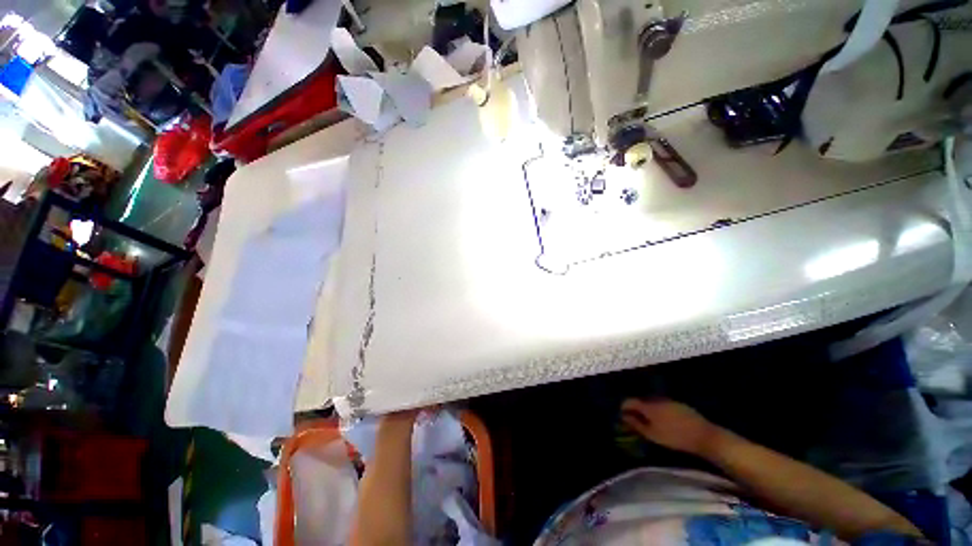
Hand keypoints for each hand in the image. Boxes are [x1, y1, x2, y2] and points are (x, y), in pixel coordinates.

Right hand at [621, 398, 722, 455]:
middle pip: (642, 401)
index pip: (630, 401)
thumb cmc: (675, 438)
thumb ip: (636, 425)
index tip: (622, 416)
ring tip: (651, 422)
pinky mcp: (680, 405)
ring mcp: (669, 401)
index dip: (624, 407)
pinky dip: (660, 411)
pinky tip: (666, 422)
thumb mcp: (653, 435)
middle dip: (637, 409)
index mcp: (648, 406)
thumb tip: (624, 416)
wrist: (704, 436)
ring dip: (649, 410)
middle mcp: (657, 399)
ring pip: (653, 403)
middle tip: (636, 421)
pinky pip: (664, 405)